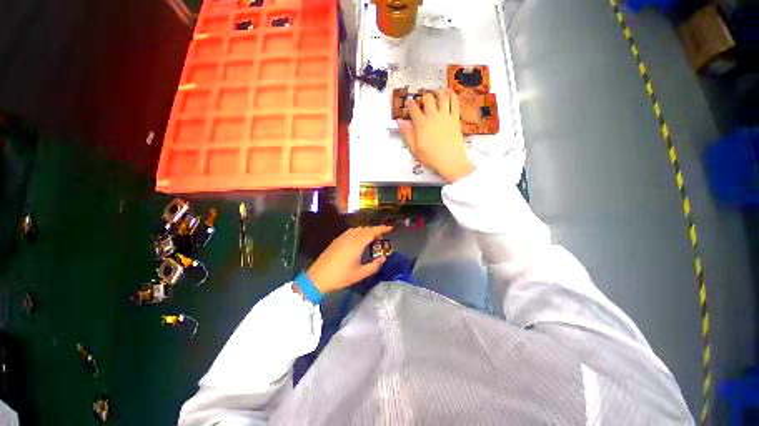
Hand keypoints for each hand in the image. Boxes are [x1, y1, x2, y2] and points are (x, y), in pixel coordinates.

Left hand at [306, 226, 391, 293]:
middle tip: (382, 236)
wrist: (317, 278)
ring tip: (372, 238)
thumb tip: (384, 258)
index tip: (390, 228)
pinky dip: (358, 232)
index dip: (382, 228)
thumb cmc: (340, 277)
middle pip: (365, 229)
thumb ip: (374, 266)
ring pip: (357, 229)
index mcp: (356, 244)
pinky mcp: (336, 240)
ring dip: (366, 230)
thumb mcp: (359, 274)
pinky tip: (359, 239)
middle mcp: (349, 237)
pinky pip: (350, 231)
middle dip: (375, 229)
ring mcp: (341, 237)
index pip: (371, 232)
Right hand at [397, 89, 474, 183]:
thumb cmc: (430, 156)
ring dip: (438, 92)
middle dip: (423, 97)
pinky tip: (450, 92)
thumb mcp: (414, 148)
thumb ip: (407, 133)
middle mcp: (433, 116)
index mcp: (421, 124)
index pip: (413, 108)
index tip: (408, 103)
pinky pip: (455, 102)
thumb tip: (399, 121)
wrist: (450, 160)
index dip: (409, 104)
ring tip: (436, 93)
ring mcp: (445, 116)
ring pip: (442, 97)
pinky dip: (452, 95)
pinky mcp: (455, 118)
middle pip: (427, 98)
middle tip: (423, 100)